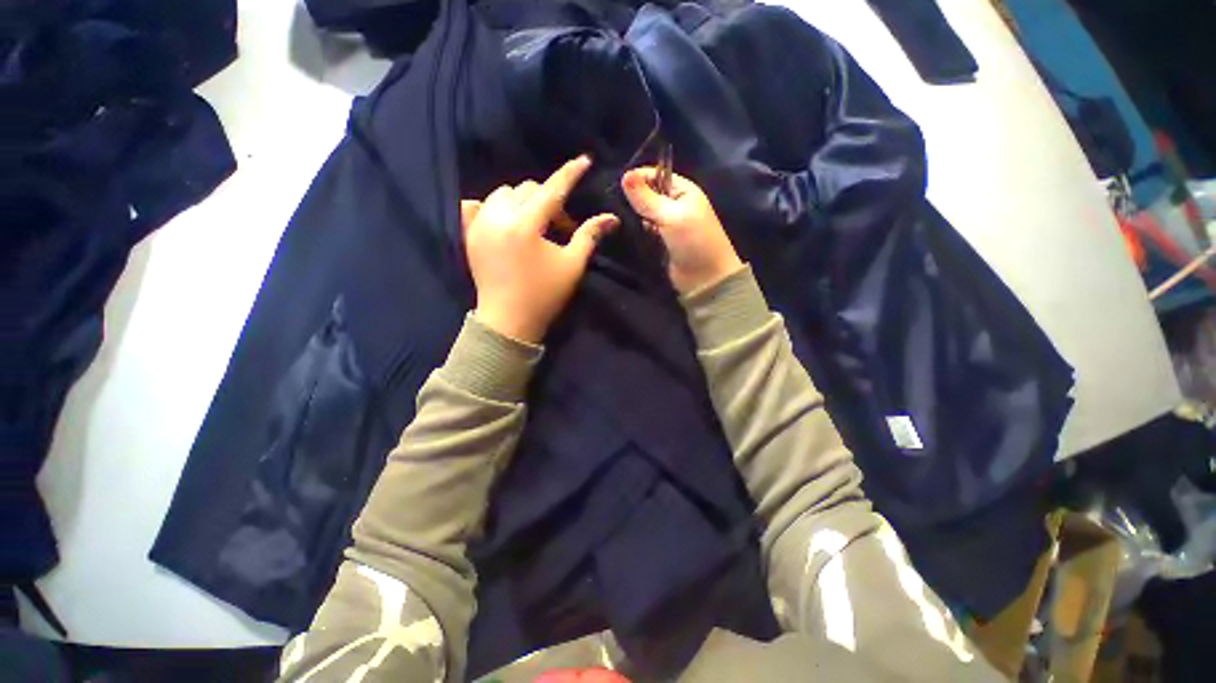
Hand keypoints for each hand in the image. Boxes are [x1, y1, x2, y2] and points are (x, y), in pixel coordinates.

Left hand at [462, 155, 618, 343]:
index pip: (552, 190)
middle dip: (549, 201)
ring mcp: (479, 225)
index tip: (584, 160)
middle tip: (562, 226)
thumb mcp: (571, 266)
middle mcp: (498, 218)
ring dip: (523, 201)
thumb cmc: (544, 296)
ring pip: (503, 194)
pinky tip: (504, 219)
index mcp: (525, 226)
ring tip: (535, 224)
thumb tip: (611, 217)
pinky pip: (477, 205)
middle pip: (528, 189)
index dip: (570, 174)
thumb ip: (589, 236)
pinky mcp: (469, 235)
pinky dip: (493, 206)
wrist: (508, 321)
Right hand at [621, 168, 742, 293]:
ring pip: (644, 214)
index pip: (656, 174)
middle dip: (633, 199)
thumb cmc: (694, 242)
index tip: (618, 187)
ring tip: (619, 221)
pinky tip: (625, 232)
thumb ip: (647, 198)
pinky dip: (637, 232)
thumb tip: (625, 175)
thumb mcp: (671, 216)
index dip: (638, 178)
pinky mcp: (660, 242)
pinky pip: (644, 231)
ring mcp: (666, 224)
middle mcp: (674, 204)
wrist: (705, 278)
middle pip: (648, 195)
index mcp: (683, 191)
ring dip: (634, 217)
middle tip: (616, 207)